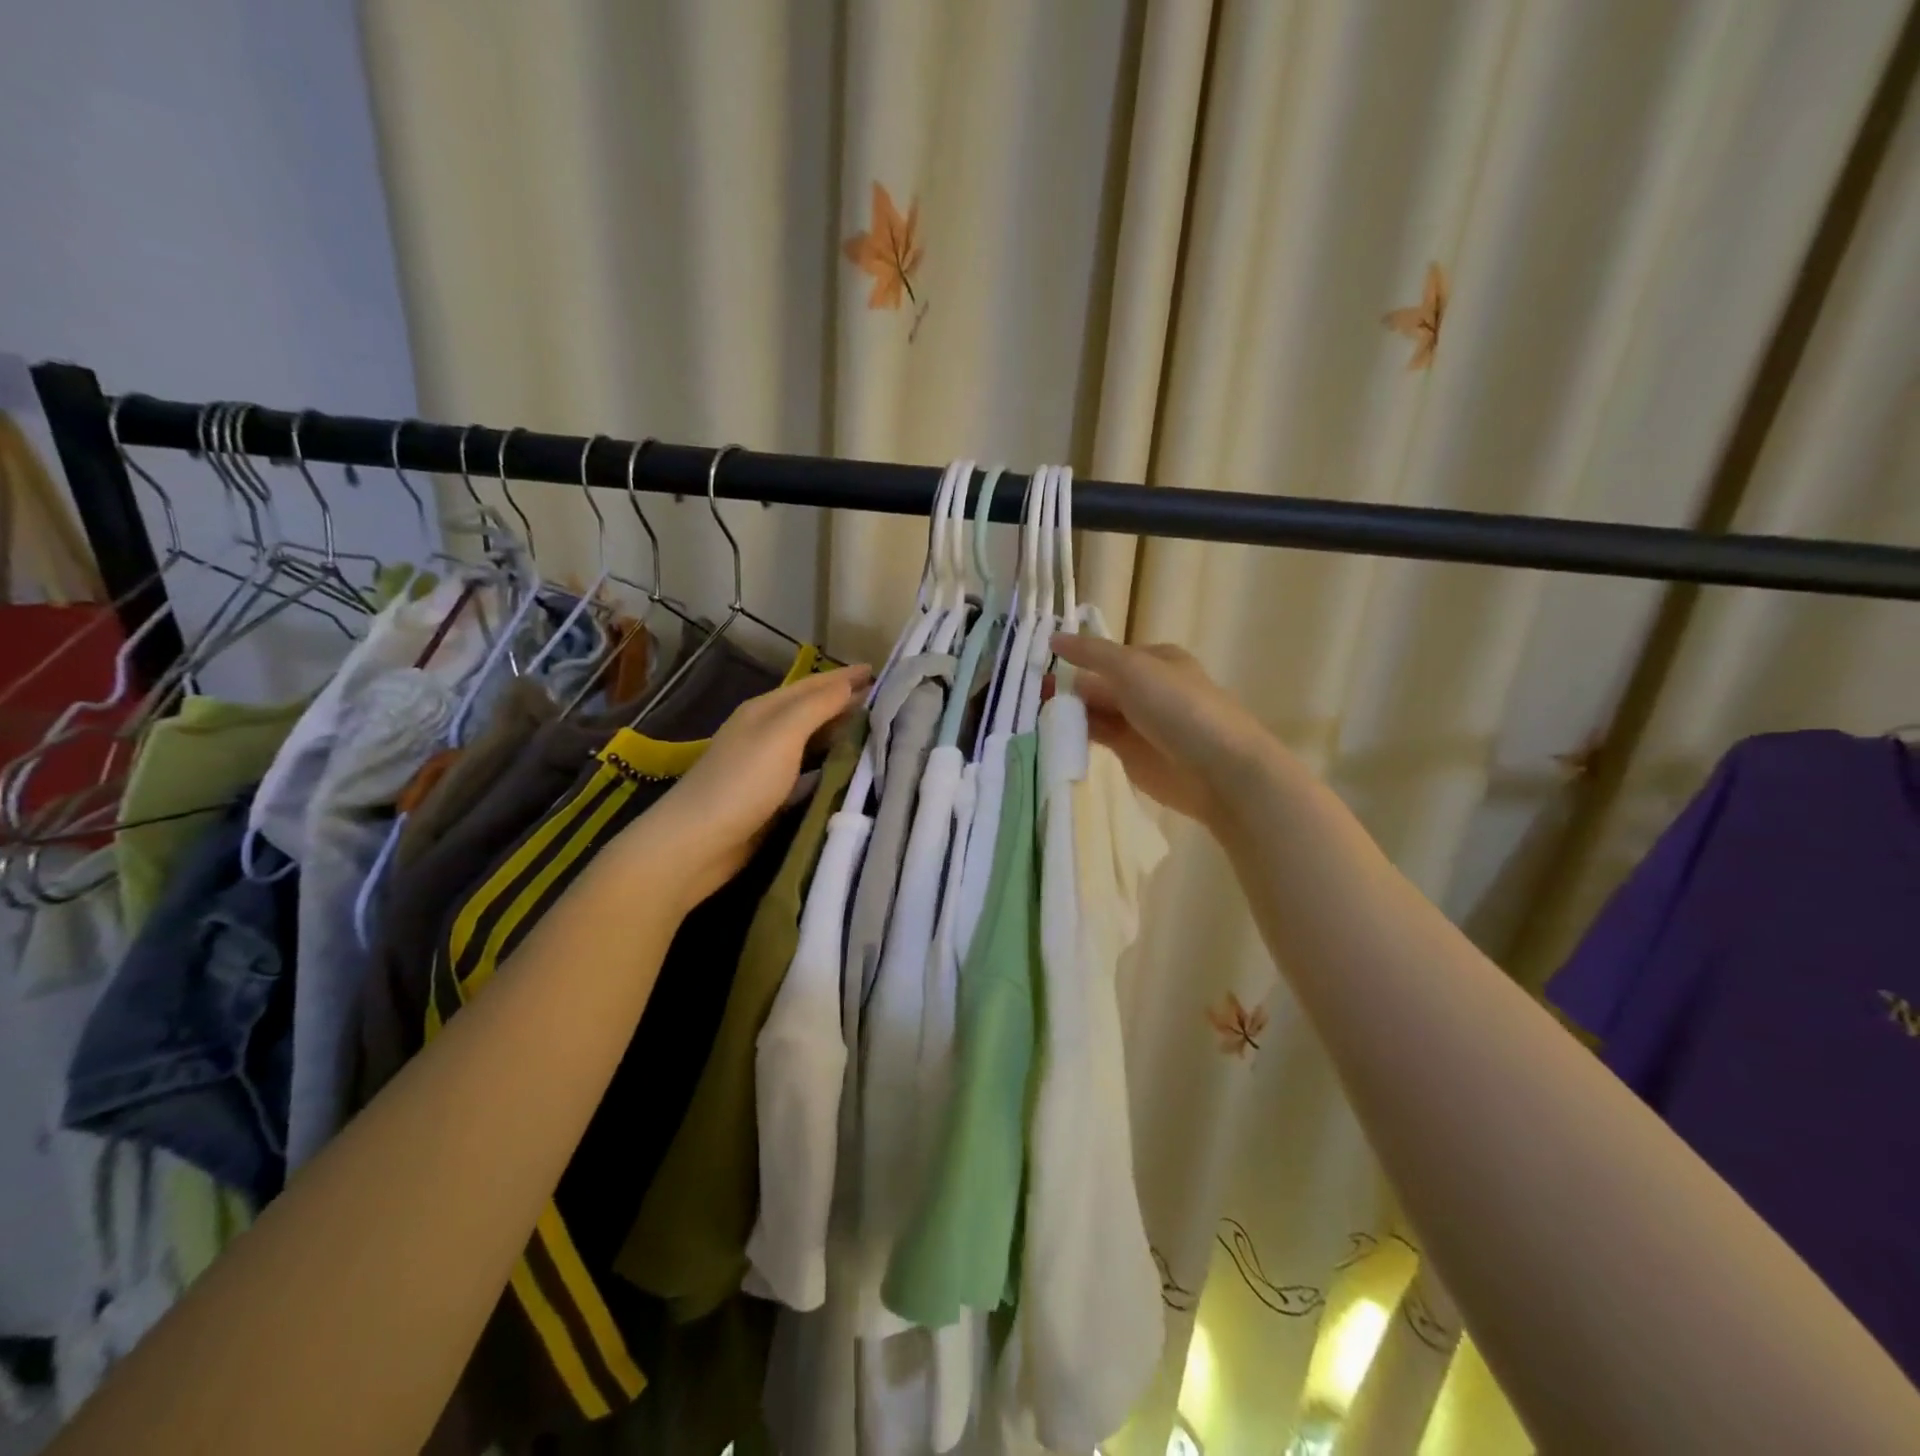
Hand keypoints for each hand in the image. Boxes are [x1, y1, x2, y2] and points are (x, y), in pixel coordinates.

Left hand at [634, 663, 870, 907]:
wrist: (698, 842)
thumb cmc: (742, 782)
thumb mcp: (782, 734)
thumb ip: (816, 707)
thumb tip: (849, 684)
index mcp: (766, 710)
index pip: (813, 685)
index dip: (844, 677)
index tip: (879, 672)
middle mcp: (766, 732)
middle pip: (813, 710)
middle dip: (846, 702)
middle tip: (885, 702)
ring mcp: (768, 765)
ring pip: (813, 740)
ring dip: (841, 733)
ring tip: (876, 732)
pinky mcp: (772, 796)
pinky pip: (810, 770)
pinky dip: (831, 764)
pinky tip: (849, 769)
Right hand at [1051, 633, 1275, 828]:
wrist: (1219, 770)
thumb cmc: (1179, 707)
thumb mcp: (1132, 668)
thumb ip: (1091, 654)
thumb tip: (1053, 638)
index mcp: (1154, 660)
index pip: (1105, 656)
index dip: (1074, 660)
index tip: (1039, 667)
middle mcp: (1146, 688)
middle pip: (1098, 685)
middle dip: (1067, 689)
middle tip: (1028, 694)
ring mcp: (1139, 723)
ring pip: (1095, 712)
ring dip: (1068, 713)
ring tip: (1031, 714)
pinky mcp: (1132, 755)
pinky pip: (1098, 739)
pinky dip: (1076, 736)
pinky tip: (1051, 735)